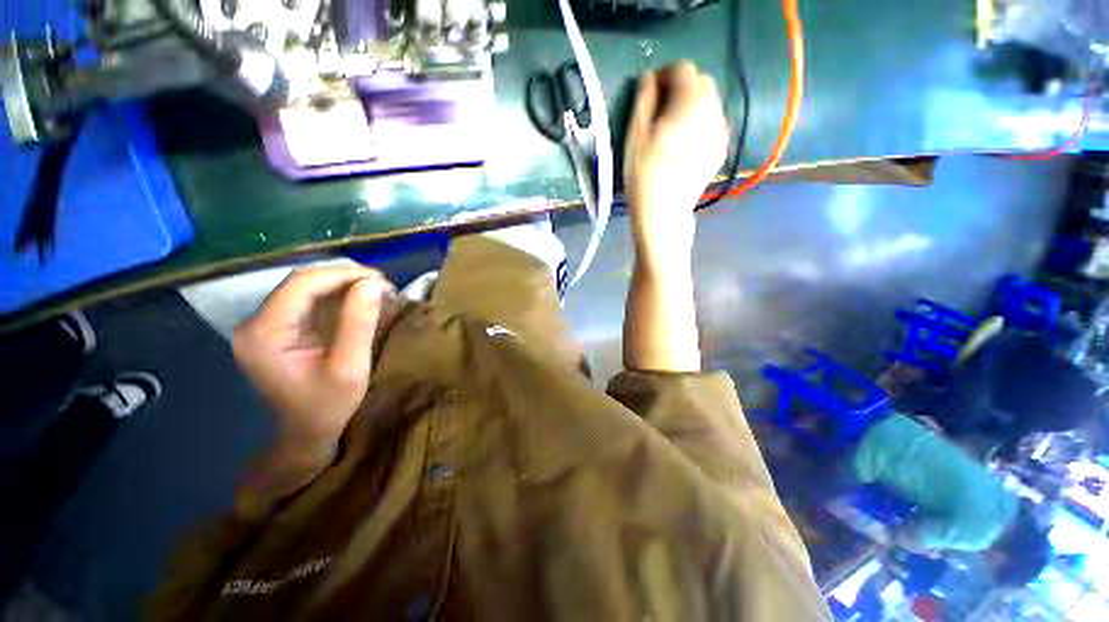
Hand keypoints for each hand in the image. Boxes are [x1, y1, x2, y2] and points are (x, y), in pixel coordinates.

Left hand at [234, 265, 394, 458]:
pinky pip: (308, 299)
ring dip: (344, 284)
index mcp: (265, 333)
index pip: (302, 285)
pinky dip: (337, 295)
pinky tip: (359, 300)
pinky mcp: (278, 327)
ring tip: (377, 291)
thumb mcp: (350, 367)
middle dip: (346, 278)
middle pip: (302, 282)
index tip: (382, 281)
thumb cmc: (328, 405)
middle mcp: (256, 322)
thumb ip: (358, 324)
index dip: (344, 275)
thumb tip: (373, 284)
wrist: (306, 431)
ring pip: (306, 286)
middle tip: (384, 285)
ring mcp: (265, 324)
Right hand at [623, 61, 727, 269]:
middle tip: (658, 112)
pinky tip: (683, 144)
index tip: (648, 93)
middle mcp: (713, 111)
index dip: (663, 75)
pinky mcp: (720, 149)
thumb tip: (649, 76)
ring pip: (708, 103)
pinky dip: (698, 123)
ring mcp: (720, 132)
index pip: (682, 69)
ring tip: (670, 129)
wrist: (663, 213)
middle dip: (680, 88)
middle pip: (700, 82)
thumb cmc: (643, 175)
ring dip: (690, 105)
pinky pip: (712, 123)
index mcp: (691, 102)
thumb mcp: (635, 134)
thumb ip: (644, 98)